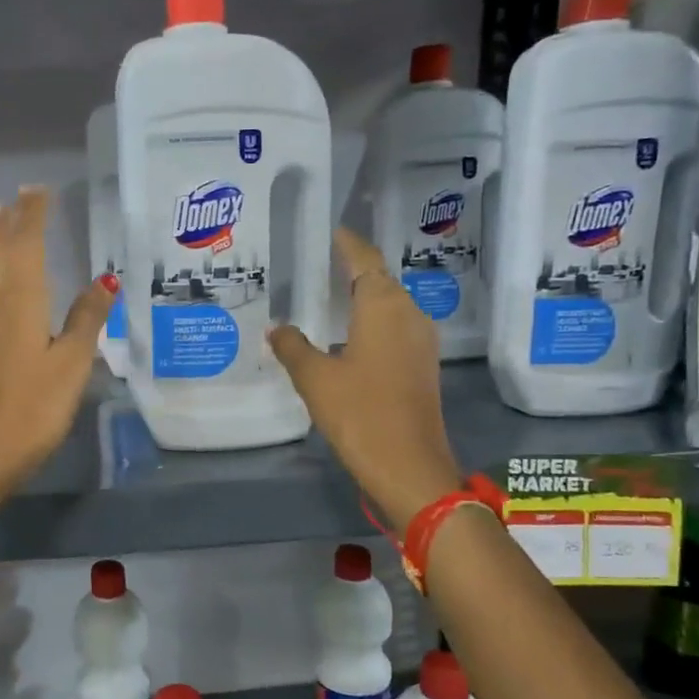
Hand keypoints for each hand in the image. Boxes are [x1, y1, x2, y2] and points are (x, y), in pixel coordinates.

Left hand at [0, 186, 113, 496]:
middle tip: (18, 196)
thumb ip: (86, 318)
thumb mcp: (71, 363)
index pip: (28, 244)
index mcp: (22, 300)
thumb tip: (105, 280)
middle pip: (2, 252)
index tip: (39, 189)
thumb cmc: (35, 408)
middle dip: (11, 222)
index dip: (34, 215)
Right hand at [268, 227, 460, 527]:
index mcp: (384, 307)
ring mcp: (420, 342)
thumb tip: (277, 328)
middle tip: (316, 265)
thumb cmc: (360, 414)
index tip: (330, 231)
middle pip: (379, 280)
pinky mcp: (421, 366)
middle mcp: (409, 315)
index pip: (365, 260)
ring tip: (327, 297)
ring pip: (388, 306)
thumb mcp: (315, 379)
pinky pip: (393, 329)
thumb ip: (293, 347)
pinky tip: (346, 337)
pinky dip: (370, 323)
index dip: (347, 244)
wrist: (409, 467)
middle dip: (351, 270)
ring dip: (361, 299)